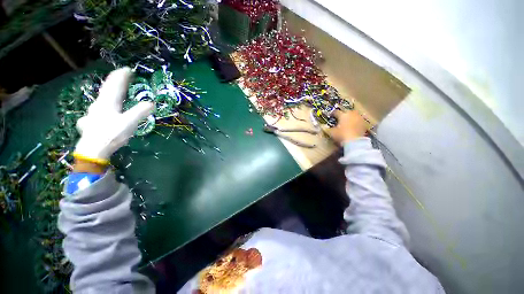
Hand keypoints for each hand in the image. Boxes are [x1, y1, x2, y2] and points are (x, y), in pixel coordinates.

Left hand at [74, 68, 153, 163]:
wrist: (93, 150)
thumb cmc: (111, 135)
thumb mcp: (129, 123)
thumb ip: (140, 112)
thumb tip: (151, 103)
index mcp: (108, 102)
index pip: (115, 84)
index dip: (121, 76)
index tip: (128, 69)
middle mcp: (99, 104)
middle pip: (106, 89)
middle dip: (114, 81)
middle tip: (122, 77)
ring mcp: (93, 113)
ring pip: (101, 99)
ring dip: (108, 93)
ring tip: (114, 92)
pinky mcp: (90, 122)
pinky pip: (97, 110)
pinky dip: (103, 106)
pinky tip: (101, 112)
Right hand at [327, 110, 368, 143]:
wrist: (355, 141)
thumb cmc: (341, 135)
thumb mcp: (331, 132)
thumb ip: (328, 129)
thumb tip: (324, 127)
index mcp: (343, 115)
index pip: (336, 112)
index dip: (332, 114)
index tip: (330, 116)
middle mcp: (351, 114)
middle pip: (346, 111)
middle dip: (343, 114)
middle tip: (340, 118)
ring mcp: (359, 118)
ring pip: (353, 115)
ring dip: (350, 117)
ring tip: (347, 121)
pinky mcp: (364, 123)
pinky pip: (358, 120)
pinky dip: (355, 122)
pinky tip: (352, 126)